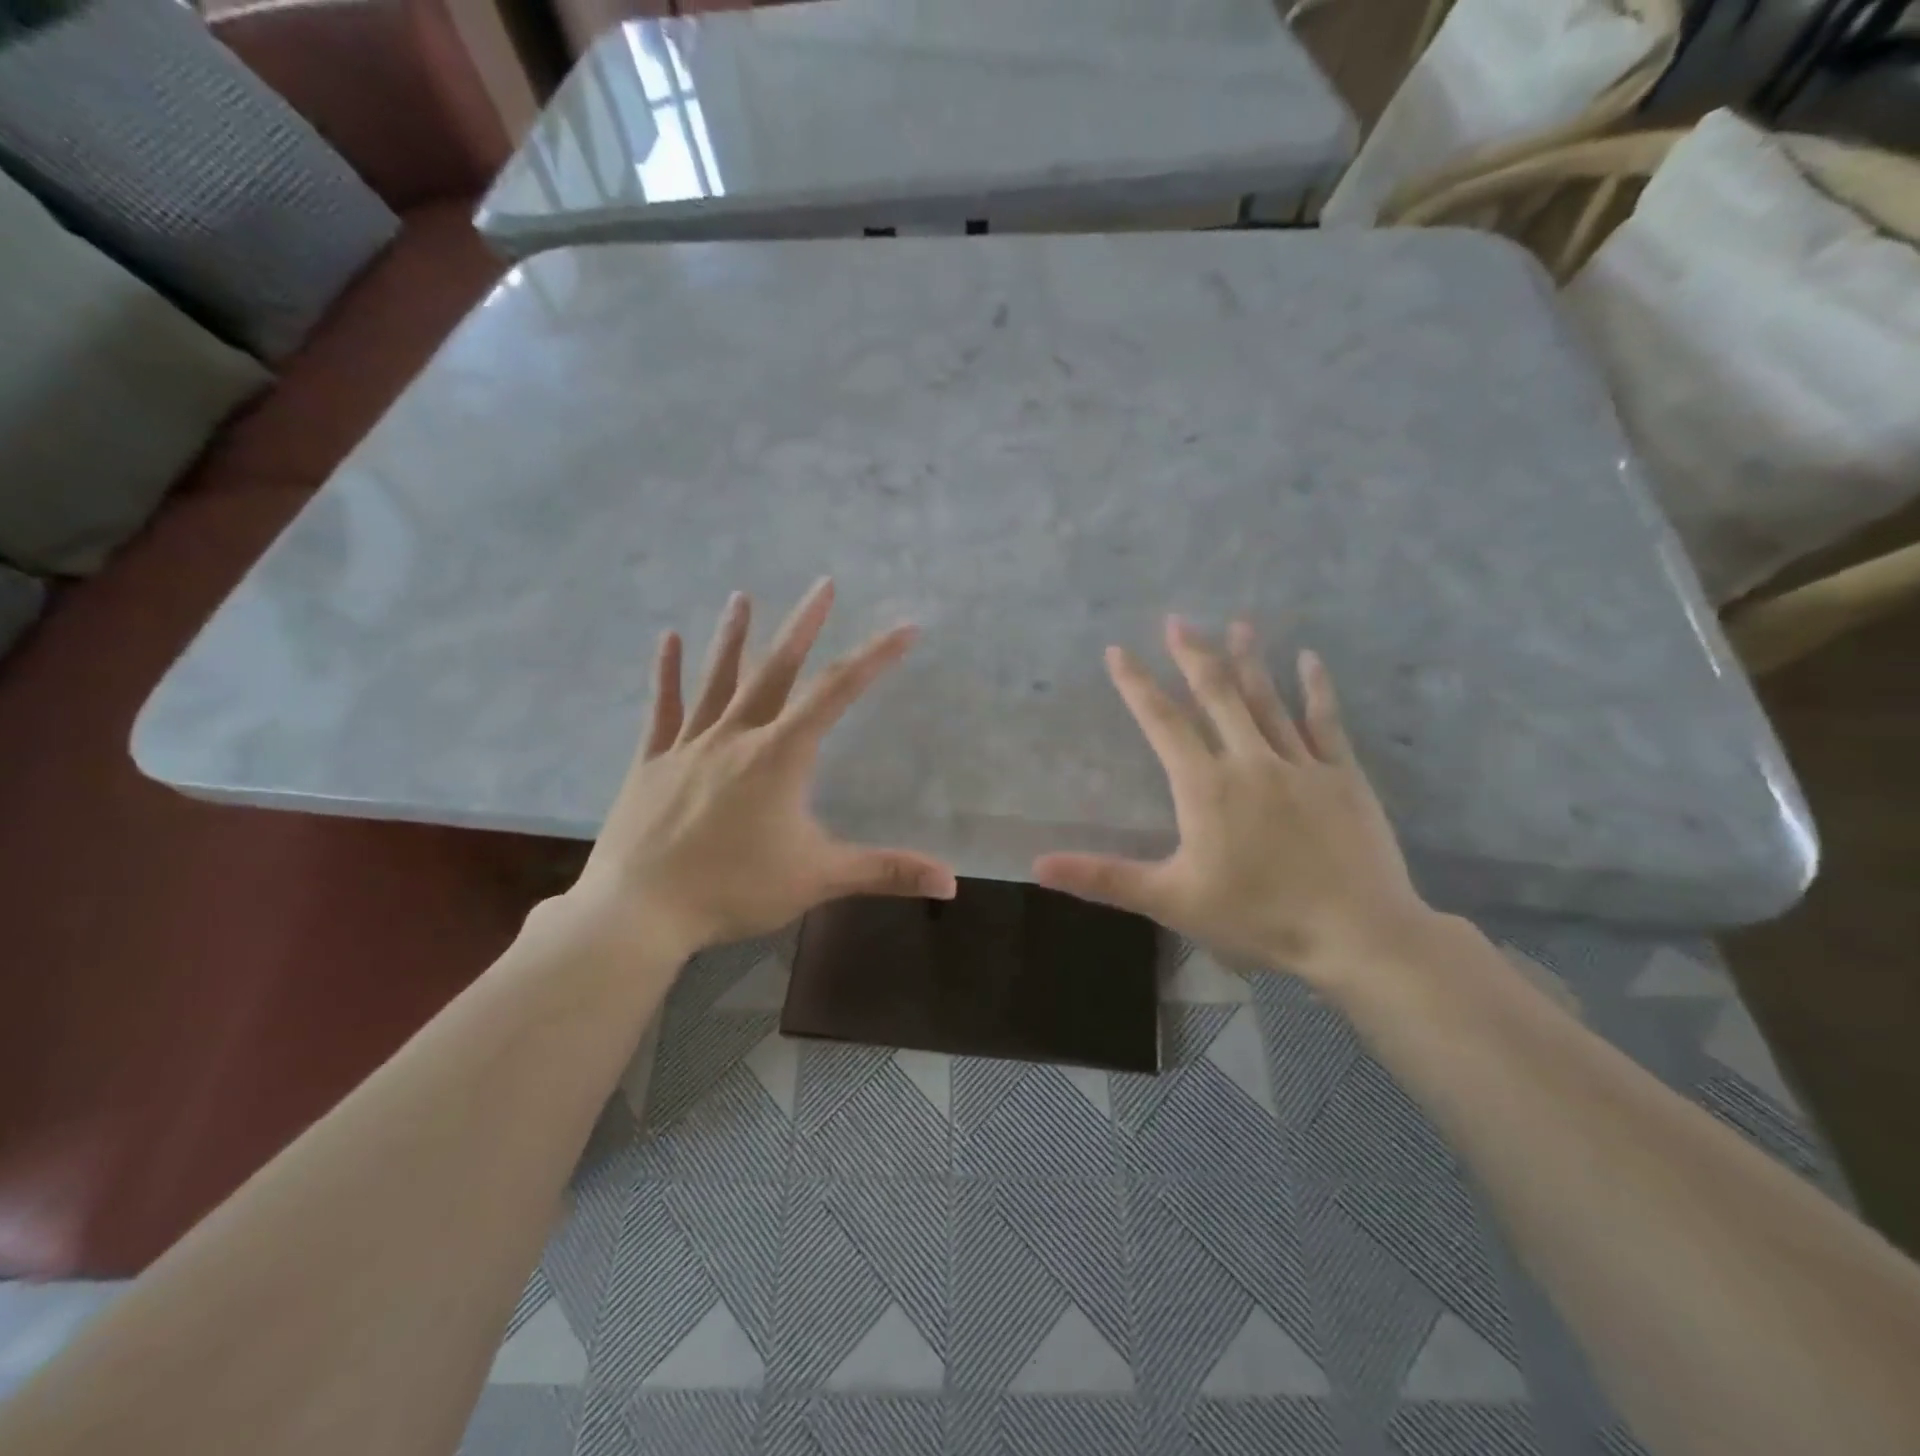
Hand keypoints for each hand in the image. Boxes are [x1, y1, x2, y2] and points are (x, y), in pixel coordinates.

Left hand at [559, 579, 956, 961]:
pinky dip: (666, 674)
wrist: (638, 912)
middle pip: (776, 670)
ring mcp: (688, 746)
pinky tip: (668, 638)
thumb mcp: (818, 879)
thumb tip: (952, 882)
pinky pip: (662, 710)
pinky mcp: (651, 762)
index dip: (876, 658)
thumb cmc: (733, 890)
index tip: (905, 629)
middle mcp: (735, 736)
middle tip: (822, 585)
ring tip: (742, 597)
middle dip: (804, 626)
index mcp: (779, 756)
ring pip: (717, 680)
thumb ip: (885, 872)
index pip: (838, 694)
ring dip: (733, 637)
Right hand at [1033, 617, 1432, 993]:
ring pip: (1267, 700)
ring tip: (1237, 624)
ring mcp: (1300, 764)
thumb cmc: (1256, 917)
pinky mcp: (1342, 776)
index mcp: (1205, 786)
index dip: (1137, 685)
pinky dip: (1316, 688)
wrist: (1356, 934)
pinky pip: (1326, 721)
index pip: (1162, 722)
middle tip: (1177, 620)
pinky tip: (1309, 659)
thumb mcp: (1170, 900)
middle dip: (1192, 656)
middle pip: (1216, 696)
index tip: (1118, 650)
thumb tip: (1037, 866)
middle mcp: (1250, 761)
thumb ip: (1103, 878)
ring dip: (1248, 660)